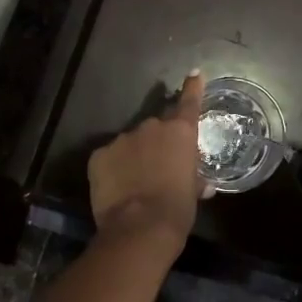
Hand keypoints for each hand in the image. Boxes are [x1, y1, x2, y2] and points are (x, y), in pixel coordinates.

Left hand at [86, 71, 205, 254]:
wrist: (139, 228)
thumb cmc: (177, 209)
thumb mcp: (193, 193)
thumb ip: (195, 180)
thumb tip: (202, 185)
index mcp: (179, 132)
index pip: (189, 102)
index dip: (192, 87)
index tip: (195, 73)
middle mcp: (151, 127)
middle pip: (156, 127)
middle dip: (158, 142)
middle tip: (160, 165)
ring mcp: (122, 139)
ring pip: (131, 143)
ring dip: (135, 156)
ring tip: (135, 182)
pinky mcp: (99, 155)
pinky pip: (109, 158)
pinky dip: (113, 168)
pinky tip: (116, 187)